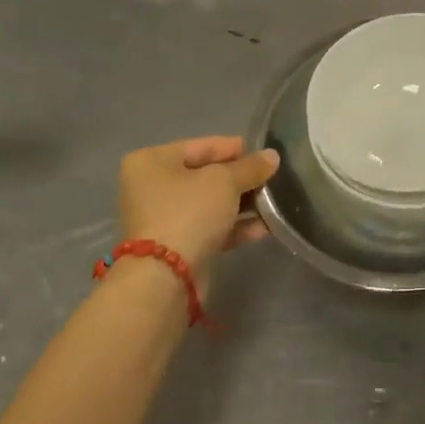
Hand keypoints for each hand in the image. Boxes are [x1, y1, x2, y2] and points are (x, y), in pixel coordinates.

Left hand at [120, 136, 280, 278]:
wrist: (165, 277)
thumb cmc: (189, 212)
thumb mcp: (225, 181)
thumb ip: (250, 167)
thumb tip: (272, 157)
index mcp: (152, 161)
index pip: (201, 146)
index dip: (235, 149)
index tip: (264, 155)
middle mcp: (151, 187)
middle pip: (205, 176)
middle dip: (240, 180)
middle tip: (271, 180)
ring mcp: (161, 218)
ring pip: (209, 204)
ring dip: (241, 204)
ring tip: (273, 203)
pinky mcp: (174, 246)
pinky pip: (208, 228)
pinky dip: (233, 227)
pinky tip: (263, 228)